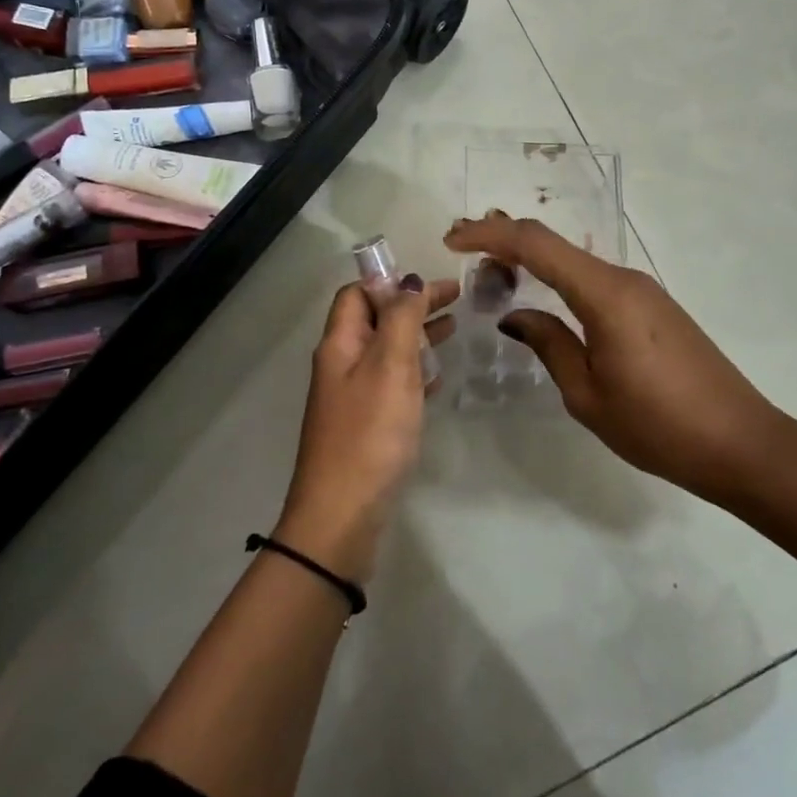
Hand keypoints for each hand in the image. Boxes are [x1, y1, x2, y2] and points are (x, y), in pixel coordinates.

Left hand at [277, 275, 458, 582]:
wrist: (342, 515)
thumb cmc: (369, 433)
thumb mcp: (389, 366)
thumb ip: (402, 319)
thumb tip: (409, 281)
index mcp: (340, 344)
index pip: (358, 294)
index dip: (391, 281)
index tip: (432, 282)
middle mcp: (341, 364)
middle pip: (375, 320)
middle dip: (412, 305)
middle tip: (456, 300)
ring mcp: (351, 397)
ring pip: (386, 352)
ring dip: (416, 336)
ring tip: (453, 330)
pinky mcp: (365, 426)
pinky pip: (391, 384)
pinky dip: (414, 372)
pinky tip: (438, 378)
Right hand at [444, 212, 796, 504]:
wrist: (741, 443)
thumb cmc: (658, 426)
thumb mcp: (587, 394)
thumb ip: (548, 344)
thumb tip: (515, 315)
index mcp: (605, 294)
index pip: (536, 244)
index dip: (489, 235)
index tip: (451, 241)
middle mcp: (624, 278)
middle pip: (555, 243)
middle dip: (505, 239)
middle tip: (464, 251)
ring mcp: (643, 290)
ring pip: (575, 259)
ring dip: (532, 259)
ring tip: (493, 273)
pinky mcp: (654, 306)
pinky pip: (595, 279)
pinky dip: (559, 278)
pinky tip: (542, 296)